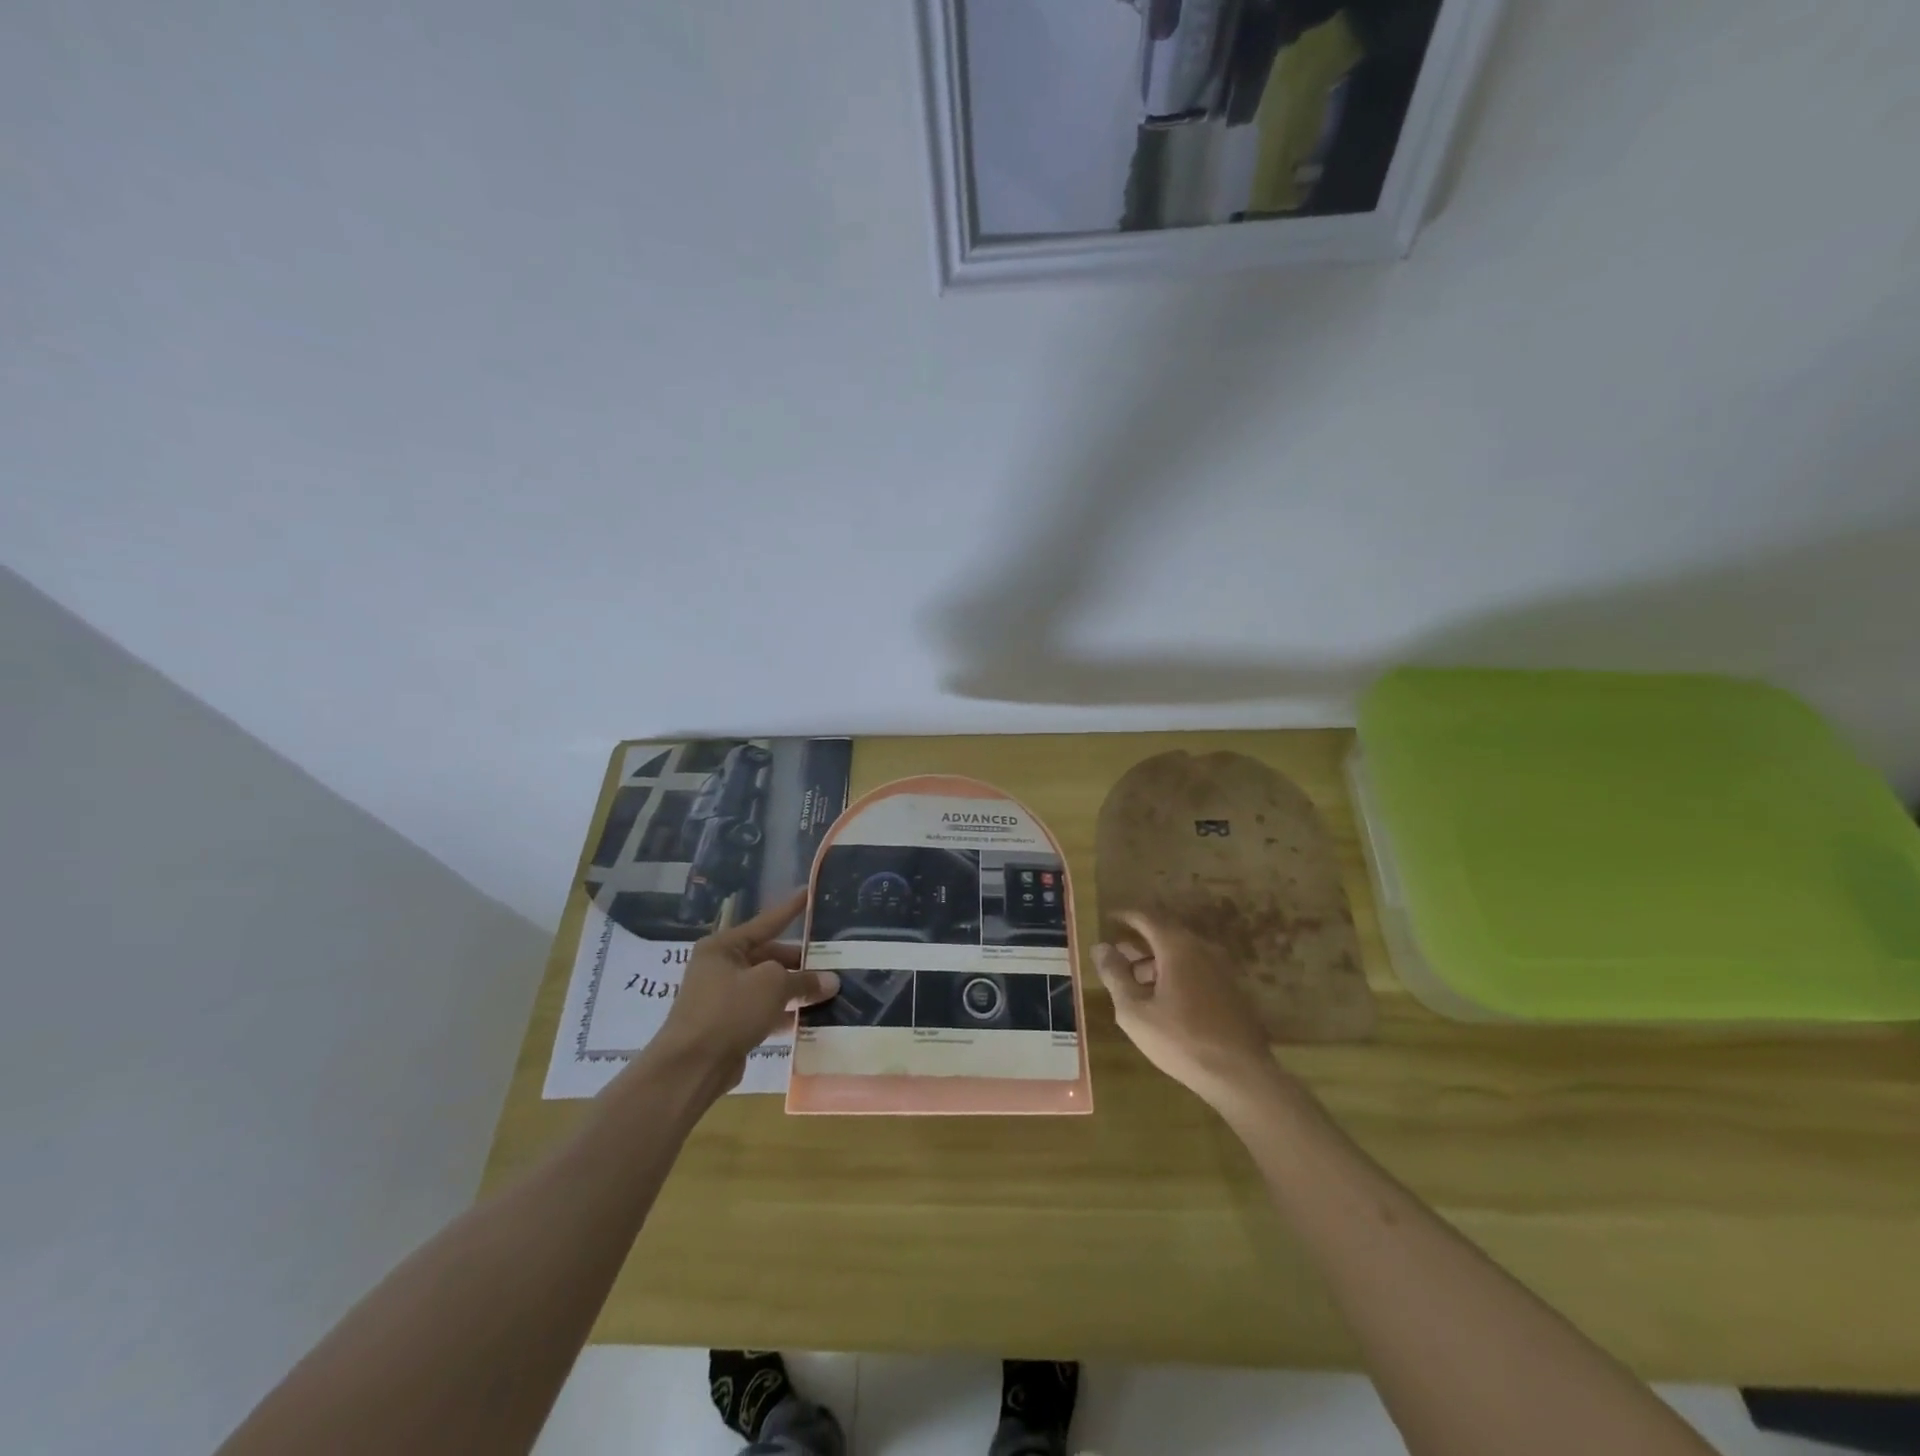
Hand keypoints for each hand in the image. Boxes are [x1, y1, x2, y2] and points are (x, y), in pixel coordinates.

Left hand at [651, 890, 839, 1088]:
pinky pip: (764, 1011)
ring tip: (829, 989)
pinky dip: (785, 1013)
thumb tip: (831, 981)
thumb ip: (804, 980)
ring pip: (768, 986)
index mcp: (724, 946)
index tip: (809, 893)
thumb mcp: (773, 985)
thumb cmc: (729, 1010)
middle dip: (800, 961)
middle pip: (769, 956)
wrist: (691, 1067)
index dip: (791, 909)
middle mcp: (721, 967)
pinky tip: (811, 1017)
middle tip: (833, 960)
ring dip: (796, 989)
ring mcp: (723, 998)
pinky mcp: (729, 1026)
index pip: (766, 921)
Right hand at [1094, 911, 1279, 1108]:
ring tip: (1134, 985)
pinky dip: (1174, 975)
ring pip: (1180, 954)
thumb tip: (1100, 947)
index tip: (1106, 920)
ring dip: (1155, 962)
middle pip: (1164, 934)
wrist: (1241, 1076)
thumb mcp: (1135, 1011)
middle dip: (1137, 944)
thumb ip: (1115, 975)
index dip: (1124, 917)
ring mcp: (1220, 969)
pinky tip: (1163, 1002)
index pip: (1146, 917)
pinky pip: (1195, 970)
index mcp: (1177, 946)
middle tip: (1115, 958)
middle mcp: (1201, 948)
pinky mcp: (1231, 990)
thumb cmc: (1181, 1040)